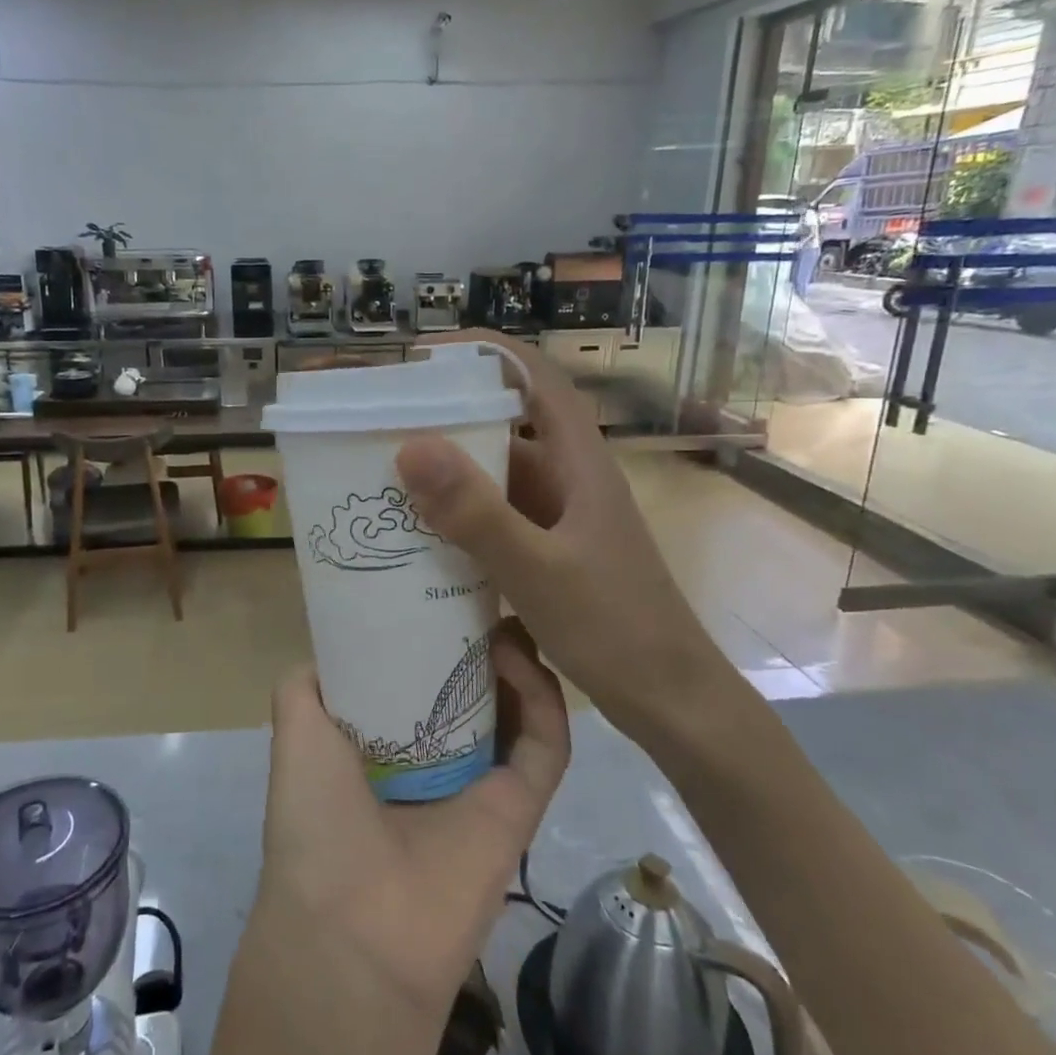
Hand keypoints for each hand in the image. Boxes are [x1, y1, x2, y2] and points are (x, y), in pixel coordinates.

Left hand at [253, 619, 569, 1019]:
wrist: (351, 927)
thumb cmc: (315, 819)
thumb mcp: (295, 732)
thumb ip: (306, 683)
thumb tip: (334, 645)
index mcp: (386, 745)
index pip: (420, 679)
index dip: (432, 634)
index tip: (441, 585)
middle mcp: (436, 760)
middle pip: (474, 690)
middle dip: (481, 642)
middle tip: (485, 592)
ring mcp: (483, 784)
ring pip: (518, 711)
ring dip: (518, 663)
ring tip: (507, 616)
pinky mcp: (523, 808)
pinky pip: (547, 746)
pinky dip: (543, 700)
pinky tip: (518, 657)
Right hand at [395, 332, 745, 739]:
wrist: (672, 702)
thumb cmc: (616, 628)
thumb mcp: (539, 570)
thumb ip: (477, 513)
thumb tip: (410, 445)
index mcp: (579, 463)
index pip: (537, 379)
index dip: (488, 352)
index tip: (427, 354)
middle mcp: (568, 480)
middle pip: (507, 425)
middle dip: (449, 416)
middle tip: (383, 421)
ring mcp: (559, 519)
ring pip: (498, 477)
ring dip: (450, 471)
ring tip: (386, 474)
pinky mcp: (549, 554)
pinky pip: (496, 520)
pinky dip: (460, 519)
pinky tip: (420, 537)